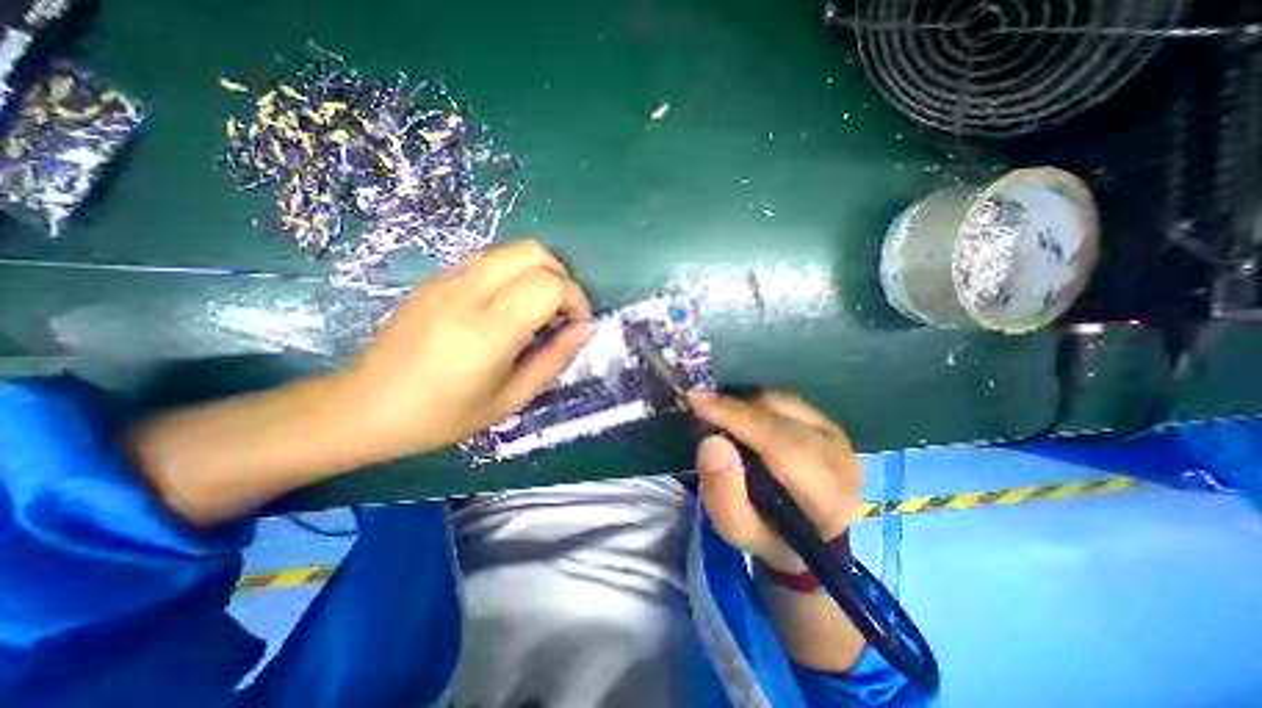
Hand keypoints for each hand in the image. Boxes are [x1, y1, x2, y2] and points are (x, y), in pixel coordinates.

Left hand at [336, 242, 591, 460]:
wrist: (364, 407)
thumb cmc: (443, 416)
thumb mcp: (511, 399)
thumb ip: (555, 358)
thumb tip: (585, 328)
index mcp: (488, 331)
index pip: (549, 285)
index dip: (575, 300)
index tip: (577, 326)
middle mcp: (468, 293)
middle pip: (534, 253)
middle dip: (562, 278)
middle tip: (561, 314)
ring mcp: (448, 279)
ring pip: (513, 249)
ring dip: (539, 272)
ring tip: (539, 310)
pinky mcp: (437, 278)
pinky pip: (491, 259)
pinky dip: (515, 273)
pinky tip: (509, 307)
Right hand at [690, 393, 869, 574]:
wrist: (808, 532)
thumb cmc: (770, 535)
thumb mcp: (739, 531)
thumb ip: (723, 494)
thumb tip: (713, 442)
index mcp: (827, 498)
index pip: (782, 445)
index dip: (738, 418)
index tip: (698, 402)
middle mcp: (841, 460)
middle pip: (782, 418)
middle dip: (735, 408)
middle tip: (699, 404)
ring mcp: (838, 437)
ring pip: (782, 403)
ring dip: (746, 405)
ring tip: (721, 417)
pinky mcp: (828, 422)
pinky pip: (785, 401)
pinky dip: (757, 404)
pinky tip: (742, 417)